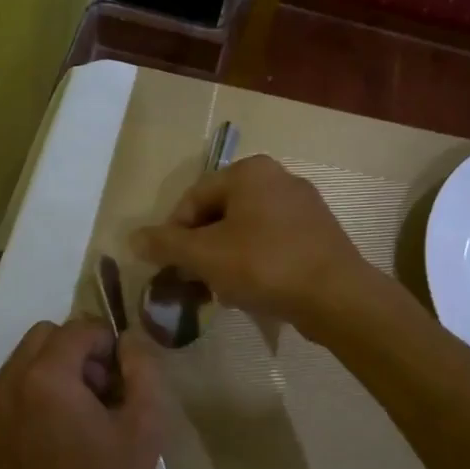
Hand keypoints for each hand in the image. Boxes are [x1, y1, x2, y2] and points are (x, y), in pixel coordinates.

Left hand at [0, 319, 164, 468]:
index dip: (105, 344)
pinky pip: (0, 395)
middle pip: (43, 337)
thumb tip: (128, 338)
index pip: (78, 327)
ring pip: (18, 364)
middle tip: (95, 395)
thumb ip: (144, 370)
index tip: (118, 378)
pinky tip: (42, 441)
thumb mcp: (146, 430)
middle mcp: (5, 384)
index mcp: (46, 378)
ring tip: (68, 420)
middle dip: (74, 353)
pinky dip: (24, 402)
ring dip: (48, 376)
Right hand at [132, 154, 367, 330]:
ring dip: (224, 258)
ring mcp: (302, 205)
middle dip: (200, 248)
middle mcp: (278, 177)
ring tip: (219, 290)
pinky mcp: (317, 233)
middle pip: (219, 213)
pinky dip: (253, 262)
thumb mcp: (205, 255)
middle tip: (192, 280)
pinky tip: (250, 290)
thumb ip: (166, 244)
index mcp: (249, 171)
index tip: (168, 266)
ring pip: (245, 230)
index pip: (193, 198)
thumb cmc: (264, 265)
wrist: (337, 296)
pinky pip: (271, 242)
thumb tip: (132, 238)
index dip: (173, 233)